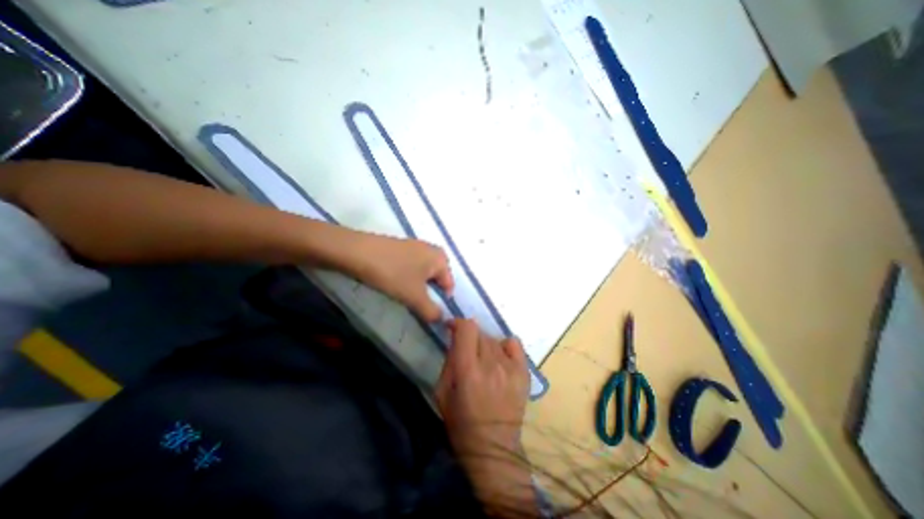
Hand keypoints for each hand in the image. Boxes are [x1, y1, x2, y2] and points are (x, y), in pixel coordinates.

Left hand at [352, 234, 453, 320]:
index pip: (449, 286)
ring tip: (403, 295)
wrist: (357, 251)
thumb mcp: (414, 296)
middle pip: (436, 280)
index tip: (427, 312)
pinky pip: (411, 268)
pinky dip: (407, 278)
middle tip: (414, 304)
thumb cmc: (392, 272)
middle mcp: (432, 249)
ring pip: (423, 275)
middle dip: (428, 294)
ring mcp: (416, 247)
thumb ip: (432, 311)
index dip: (441, 302)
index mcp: (441, 258)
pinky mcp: (401, 248)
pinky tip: (395, 283)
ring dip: (416, 288)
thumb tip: (442, 319)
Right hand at [437, 320, 530, 470]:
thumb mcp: (442, 393)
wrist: (494, 449)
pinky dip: (504, 346)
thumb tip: (456, 337)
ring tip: (483, 360)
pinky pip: (514, 344)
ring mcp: (511, 368)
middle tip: (466, 351)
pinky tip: (500, 359)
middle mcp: (492, 365)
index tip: (452, 328)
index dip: (458, 323)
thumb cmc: (462, 423)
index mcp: (469, 371)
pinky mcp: (524, 373)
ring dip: (485, 345)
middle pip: (480, 333)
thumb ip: (449, 360)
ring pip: (494, 339)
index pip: (467, 328)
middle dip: (469, 337)